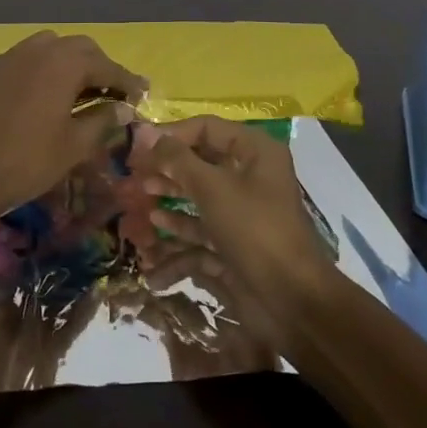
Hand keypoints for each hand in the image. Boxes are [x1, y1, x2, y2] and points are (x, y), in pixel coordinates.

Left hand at [0, 32, 146, 221]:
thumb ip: (103, 120)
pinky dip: (46, 67)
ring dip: (71, 63)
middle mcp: (39, 50)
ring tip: (81, 90)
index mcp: (63, 64)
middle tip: (113, 93)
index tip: (142, 94)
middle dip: (100, 66)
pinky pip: (29, 57)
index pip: (106, 65)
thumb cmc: (29, 161)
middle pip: (80, 48)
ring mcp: (12, 57)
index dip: (126, 81)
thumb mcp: (75, 145)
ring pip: (52, 47)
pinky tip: (49, 92)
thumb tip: (123, 108)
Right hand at [127, 118, 335, 335]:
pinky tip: (155, 235)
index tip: (139, 146)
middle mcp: (250, 176)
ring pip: (199, 197)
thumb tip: (145, 133)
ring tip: (142, 201)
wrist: (291, 299)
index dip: (172, 135)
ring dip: (170, 199)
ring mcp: (242, 212)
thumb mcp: (213, 188)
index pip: (207, 129)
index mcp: (255, 152)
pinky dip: (180, 232)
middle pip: (201, 163)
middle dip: (167, 169)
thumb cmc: (253, 229)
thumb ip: (177, 159)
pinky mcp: (234, 243)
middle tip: (135, 175)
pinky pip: (202, 231)